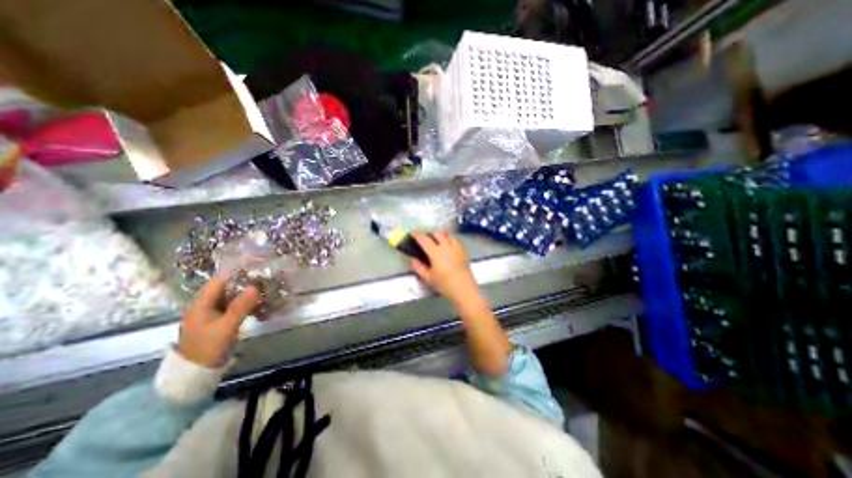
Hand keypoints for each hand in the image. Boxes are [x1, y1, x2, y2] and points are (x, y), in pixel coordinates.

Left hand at [176, 274, 259, 367]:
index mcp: (201, 305)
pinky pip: (234, 308)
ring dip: (247, 295)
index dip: (236, 273)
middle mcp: (205, 307)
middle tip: (265, 280)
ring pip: (231, 298)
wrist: (195, 374)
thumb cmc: (208, 348)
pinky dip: (245, 305)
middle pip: (226, 289)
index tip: (255, 269)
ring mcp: (212, 315)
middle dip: (245, 283)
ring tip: (265, 291)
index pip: (219, 281)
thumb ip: (240, 306)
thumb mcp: (226, 327)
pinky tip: (259, 306)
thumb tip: (255, 286)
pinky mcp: (219, 322)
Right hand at [409, 230, 482, 305]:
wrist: (464, 289)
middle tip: (426, 240)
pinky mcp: (463, 251)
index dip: (417, 235)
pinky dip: (449, 240)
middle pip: (437, 233)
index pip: (424, 239)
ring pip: (447, 234)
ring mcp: (456, 247)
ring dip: (441, 235)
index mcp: (435, 252)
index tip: (412, 233)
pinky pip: (455, 240)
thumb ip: (418, 267)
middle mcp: (446, 246)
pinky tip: (448, 247)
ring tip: (437, 242)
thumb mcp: (428, 278)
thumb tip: (413, 259)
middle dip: (430, 234)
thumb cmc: (444, 284)